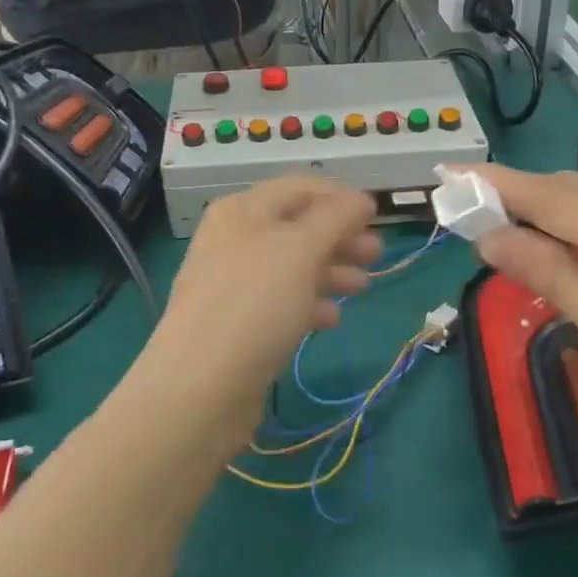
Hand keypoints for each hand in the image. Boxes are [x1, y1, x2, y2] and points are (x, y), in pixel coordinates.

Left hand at [137, 176, 378, 455]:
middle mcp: (235, 240)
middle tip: (377, 253)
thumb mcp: (300, 250)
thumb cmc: (254, 305)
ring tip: (363, 286)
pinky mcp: (237, 323)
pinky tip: (331, 320)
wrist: (199, 388)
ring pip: (292, 266)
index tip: (378, 215)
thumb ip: (335, 218)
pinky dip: (309, 303)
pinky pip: (280, 302)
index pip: (300, 188)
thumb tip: (361, 199)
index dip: (340, 197)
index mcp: (243, 210)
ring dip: (331, 270)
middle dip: (340, 237)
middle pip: (298, 227)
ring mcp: (234, 284)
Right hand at [467, 166, 577, 481]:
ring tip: (502, 223)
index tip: (448, 175)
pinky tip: (562, 242)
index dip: (497, 184)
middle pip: (575, 188)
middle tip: (467, 209)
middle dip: (519, 194)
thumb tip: (491, 236)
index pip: (553, 196)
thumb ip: (553, 275)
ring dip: (549, 206)